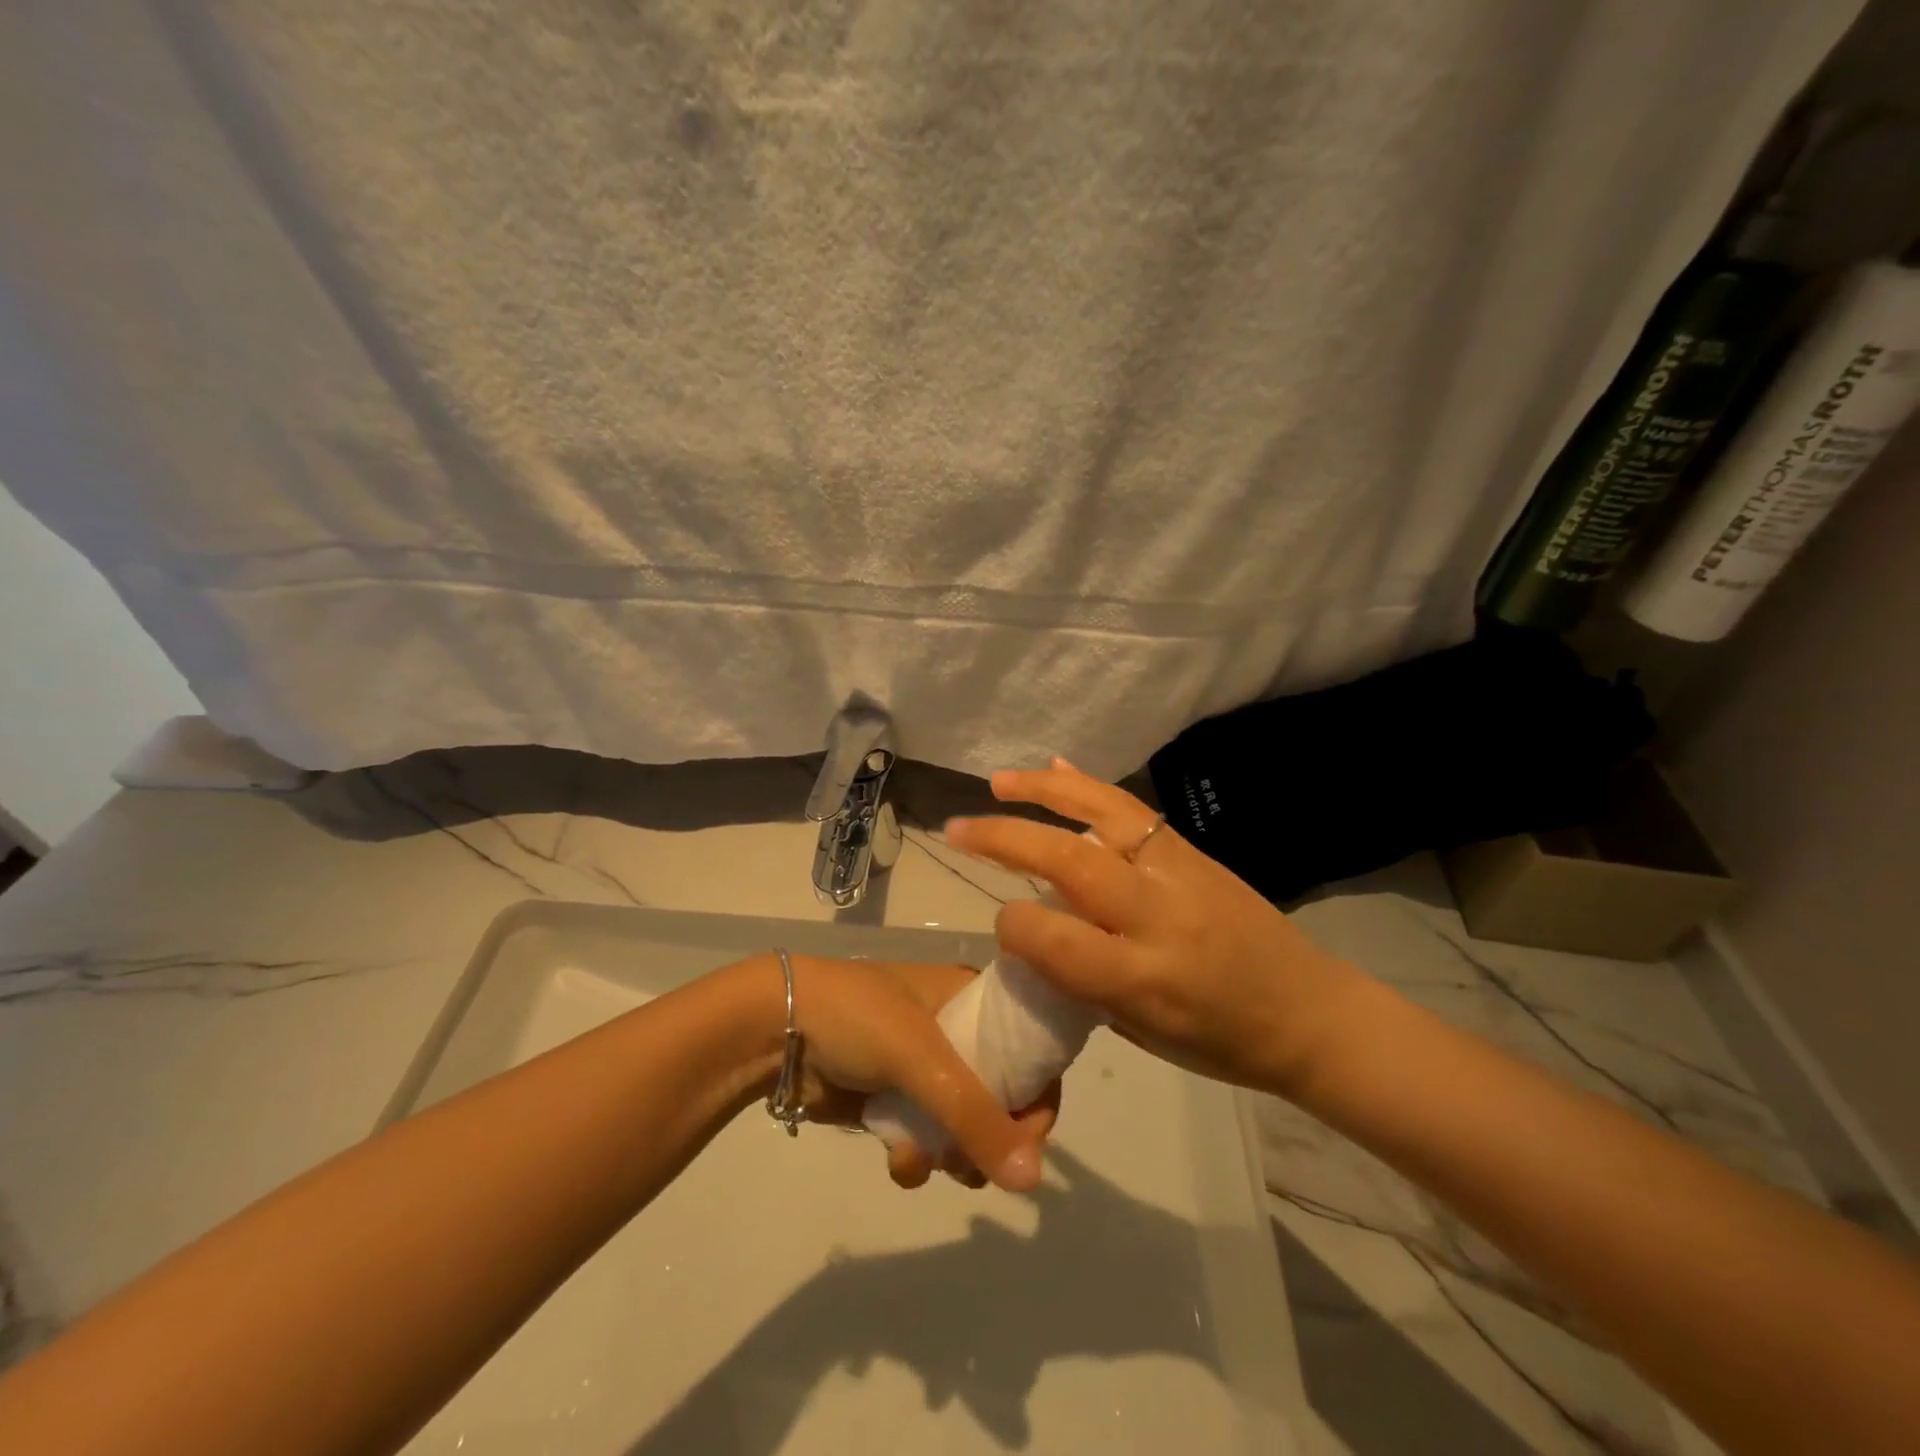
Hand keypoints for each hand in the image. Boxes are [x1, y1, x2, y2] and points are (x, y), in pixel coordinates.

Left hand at [766, 956, 1055, 1191]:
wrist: (775, 1030)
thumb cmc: (858, 1019)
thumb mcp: (923, 1057)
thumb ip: (977, 1117)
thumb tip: (1033, 1181)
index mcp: (970, 997)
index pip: (1030, 1046)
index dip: (1039, 1093)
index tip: (1029, 1139)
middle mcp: (955, 1029)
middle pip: (1003, 1094)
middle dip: (993, 1138)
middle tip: (980, 1164)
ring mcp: (922, 1068)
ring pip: (964, 1125)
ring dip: (953, 1155)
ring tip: (932, 1161)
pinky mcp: (892, 1100)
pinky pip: (926, 1139)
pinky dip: (918, 1158)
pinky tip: (899, 1161)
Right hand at [942, 760, 1371, 1096]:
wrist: (1310, 1012)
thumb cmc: (1220, 1042)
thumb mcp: (1140, 1032)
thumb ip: (1082, 980)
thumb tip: (1033, 926)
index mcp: (1142, 979)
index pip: (1053, 938)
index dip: (1013, 926)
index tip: (1003, 924)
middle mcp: (1157, 916)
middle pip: (1067, 861)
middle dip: (1003, 838)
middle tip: (955, 827)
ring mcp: (1177, 871)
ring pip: (1101, 814)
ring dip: (1044, 791)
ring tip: (999, 780)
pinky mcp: (1191, 850)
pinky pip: (1131, 809)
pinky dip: (1087, 787)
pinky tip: (1057, 769)